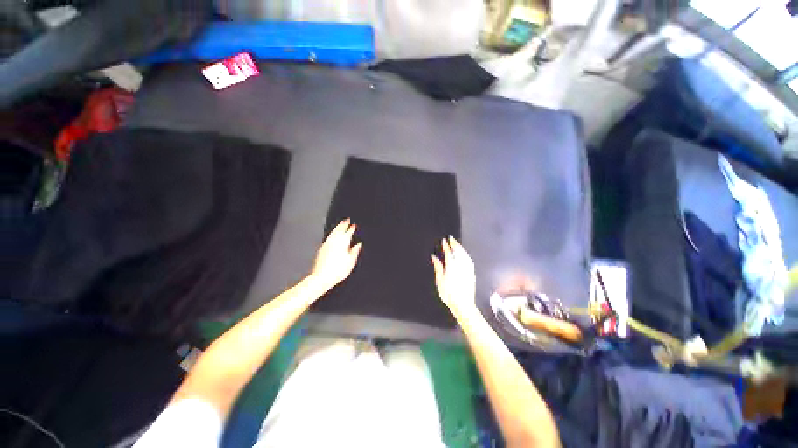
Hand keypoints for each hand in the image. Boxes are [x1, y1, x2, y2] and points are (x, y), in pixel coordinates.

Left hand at [309, 219, 362, 290]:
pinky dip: (332, 233)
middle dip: (343, 224)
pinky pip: (328, 236)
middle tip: (346, 219)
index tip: (353, 225)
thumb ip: (355, 251)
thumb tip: (358, 244)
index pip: (348, 232)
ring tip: (340, 224)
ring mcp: (327, 244)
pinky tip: (332, 234)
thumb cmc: (337, 270)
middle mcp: (334, 241)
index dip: (351, 228)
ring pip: (333, 232)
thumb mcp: (351, 261)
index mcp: (343, 242)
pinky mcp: (322, 248)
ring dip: (337, 227)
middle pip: (339, 229)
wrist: (322, 277)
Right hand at [431, 236, 476, 315]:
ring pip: (464, 255)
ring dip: (461, 248)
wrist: (463, 305)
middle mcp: (461, 267)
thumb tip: (434, 257)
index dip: (446, 246)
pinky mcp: (472, 273)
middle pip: (458, 252)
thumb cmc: (449, 295)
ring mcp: (467, 270)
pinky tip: (464, 254)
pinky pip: (469, 260)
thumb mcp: (440, 281)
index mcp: (452, 267)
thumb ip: (438, 268)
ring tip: (457, 243)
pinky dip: (465, 254)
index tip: (444, 240)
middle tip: (451, 238)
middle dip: (455, 244)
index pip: (449, 253)